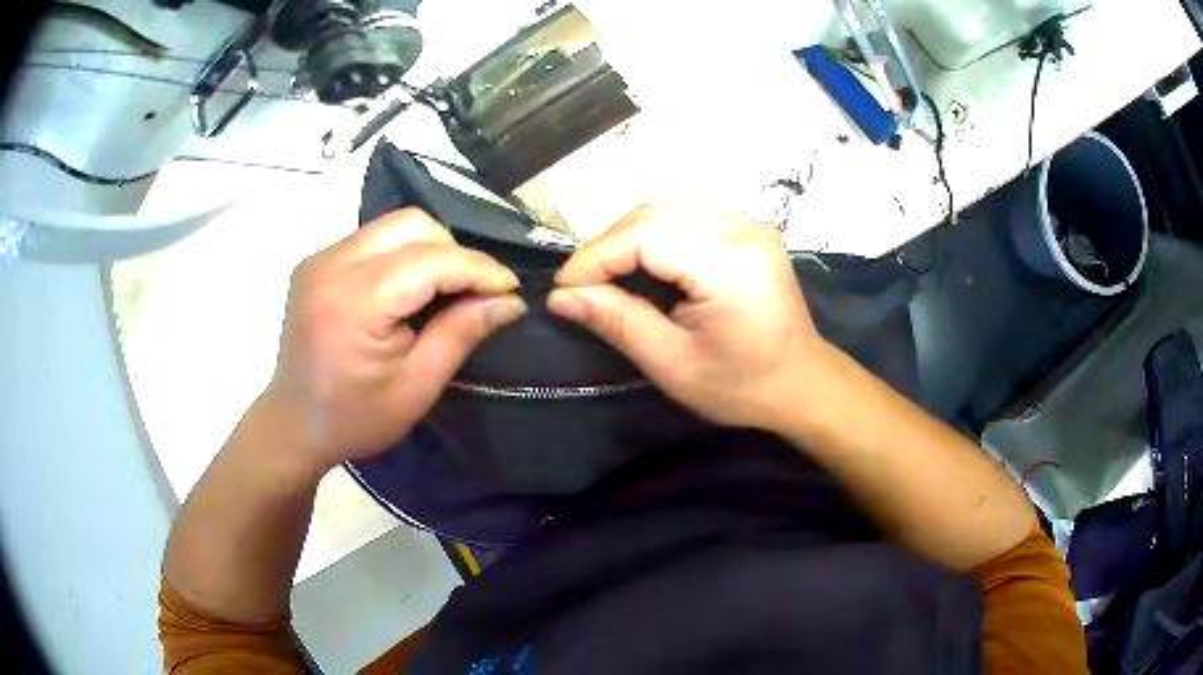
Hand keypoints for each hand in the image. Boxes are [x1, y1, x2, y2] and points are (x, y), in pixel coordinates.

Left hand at [259, 208, 524, 473]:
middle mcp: (332, 264)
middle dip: (453, 252)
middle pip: (411, 224)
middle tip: (473, 292)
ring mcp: (319, 258)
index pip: (430, 260)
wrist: (294, 425)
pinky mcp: (316, 261)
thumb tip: (509, 301)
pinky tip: (407, 290)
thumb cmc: (355, 418)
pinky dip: (402, 255)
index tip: (510, 288)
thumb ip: (461, 333)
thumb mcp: (417, 387)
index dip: (478, 268)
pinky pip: (373, 239)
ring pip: (393, 225)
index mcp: (354, 302)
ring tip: (444, 290)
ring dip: (429, 250)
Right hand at [548, 203, 834, 431]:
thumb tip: (561, 296)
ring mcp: (748, 225)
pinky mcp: (747, 231)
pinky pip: (685, 221)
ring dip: (626, 241)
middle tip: (581, 286)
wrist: (803, 384)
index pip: (644, 235)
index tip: (565, 290)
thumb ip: (617, 321)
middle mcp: (742, 230)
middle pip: (652, 214)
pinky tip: (640, 268)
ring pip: (666, 212)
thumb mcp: (673, 364)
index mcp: (730, 264)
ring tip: (605, 278)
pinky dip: (652, 240)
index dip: (595, 257)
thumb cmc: (742, 387)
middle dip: (607, 247)